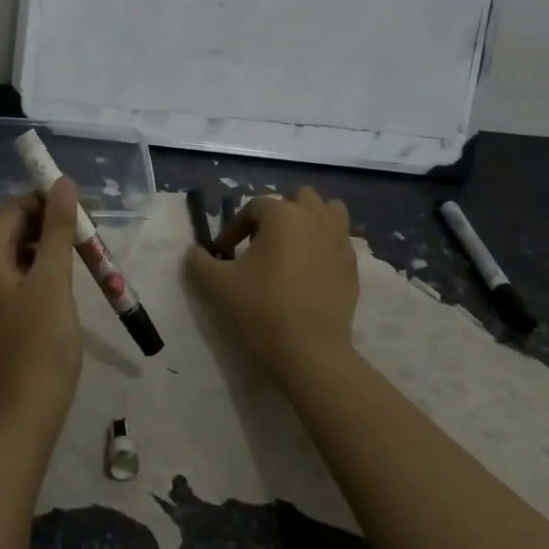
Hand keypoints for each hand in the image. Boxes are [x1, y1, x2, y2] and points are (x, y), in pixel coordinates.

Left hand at [0, 179, 83, 446]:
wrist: (22, 416)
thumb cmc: (41, 344)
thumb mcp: (54, 281)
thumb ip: (58, 229)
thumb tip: (61, 183)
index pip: (11, 211)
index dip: (44, 201)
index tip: (81, 208)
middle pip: (8, 232)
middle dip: (46, 225)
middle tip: (85, 232)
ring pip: (10, 258)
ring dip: (42, 250)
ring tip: (78, 256)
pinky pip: (8, 283)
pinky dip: (33, 274)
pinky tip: (59, 285)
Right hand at [185, 187, 359, 379]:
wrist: (309, 350)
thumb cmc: (261, 308)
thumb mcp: (218, 284)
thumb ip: (199, 262)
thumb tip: (195, 252)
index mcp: (282, 215)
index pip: (254, 207)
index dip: (235, 227)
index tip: (224, 253)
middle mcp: (315, 218)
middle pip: (299, 198)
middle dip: (280, 213)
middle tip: (262, 241)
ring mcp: (339, 240)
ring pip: (329, 212)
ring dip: (311, 221)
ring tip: (294, 246)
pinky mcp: (353, 265)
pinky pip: (340, 241)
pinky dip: (325, 246)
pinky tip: (310, 271)